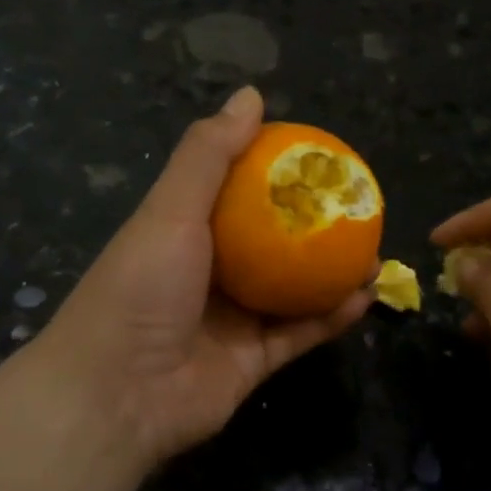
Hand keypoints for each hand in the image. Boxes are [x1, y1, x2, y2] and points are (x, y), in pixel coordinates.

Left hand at [28, 86, 373, 470]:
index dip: (276, 172)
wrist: (117, 395)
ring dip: (333, 272)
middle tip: (357, 206)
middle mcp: (210, 273)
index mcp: (185, 232)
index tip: (319, 157)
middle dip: (314, 225)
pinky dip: (332, 317)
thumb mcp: (171, 209)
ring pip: (293, 290)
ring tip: (374, 250)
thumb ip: (209, 154)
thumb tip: (251, 95)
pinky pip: (300, 334)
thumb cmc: (141, 287)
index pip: (236, 191)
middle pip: (271, 242)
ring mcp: (232, 320)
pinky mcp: (252, 362)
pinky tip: (366, 296)